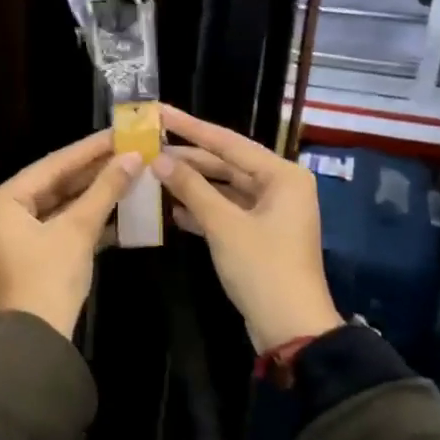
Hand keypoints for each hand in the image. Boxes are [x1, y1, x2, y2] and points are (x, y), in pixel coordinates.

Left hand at [0, 131, 143, 339]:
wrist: (38, 339)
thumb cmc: (50, 277)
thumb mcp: (78, 229)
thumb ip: (105, 190)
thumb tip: (133, 158)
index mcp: (1, 201)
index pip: (51, 165)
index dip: (89, 149)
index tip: (118, 133)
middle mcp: (1, 213)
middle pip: (54, 183)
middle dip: (93, 171)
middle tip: (127, 151)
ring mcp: (14, 235)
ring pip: (59, 205)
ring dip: (92, 195)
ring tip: (128, 173)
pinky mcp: (30, 254)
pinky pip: (59, 225)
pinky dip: (85, 219)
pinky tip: (117, 208)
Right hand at [152, 105, 342, 353]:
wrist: (290, 327)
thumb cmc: (262, 269)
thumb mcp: (224, 226)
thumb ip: (192, 188)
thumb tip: (160, 160)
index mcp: (282, 176)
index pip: (229, 142)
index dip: (191, 127)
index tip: (160, 112)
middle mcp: (280, 187)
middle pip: (227, 164)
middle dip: (189, 158)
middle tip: (149, 145)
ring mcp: (270, 212)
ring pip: (225, 188)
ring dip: (192, 185)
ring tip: (153, 174)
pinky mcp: (259, 235)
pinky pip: (226, 211)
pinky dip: (202, 210)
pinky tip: (172, 209)